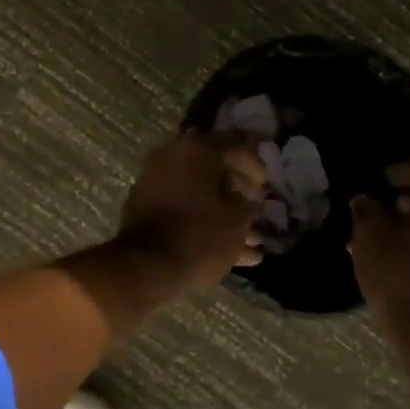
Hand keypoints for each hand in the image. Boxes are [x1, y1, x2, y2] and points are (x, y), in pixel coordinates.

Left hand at [115, 131, 268, 288]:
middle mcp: (172, 157)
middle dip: (237, 188)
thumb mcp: (237, 220)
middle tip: (254, 204)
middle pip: (212, 168)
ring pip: (197, 193)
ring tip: (252, 240)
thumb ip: (248, 204)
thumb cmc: (201, 235)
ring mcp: (154, 182)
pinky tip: (230, 251)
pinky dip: (202, 222)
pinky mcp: (143, 208)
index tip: (266, 184)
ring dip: (223, 212)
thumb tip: (249, 201)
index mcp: (197, 150)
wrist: (147, 265)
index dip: (254, 163)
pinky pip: (181, 209)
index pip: (233, 143)